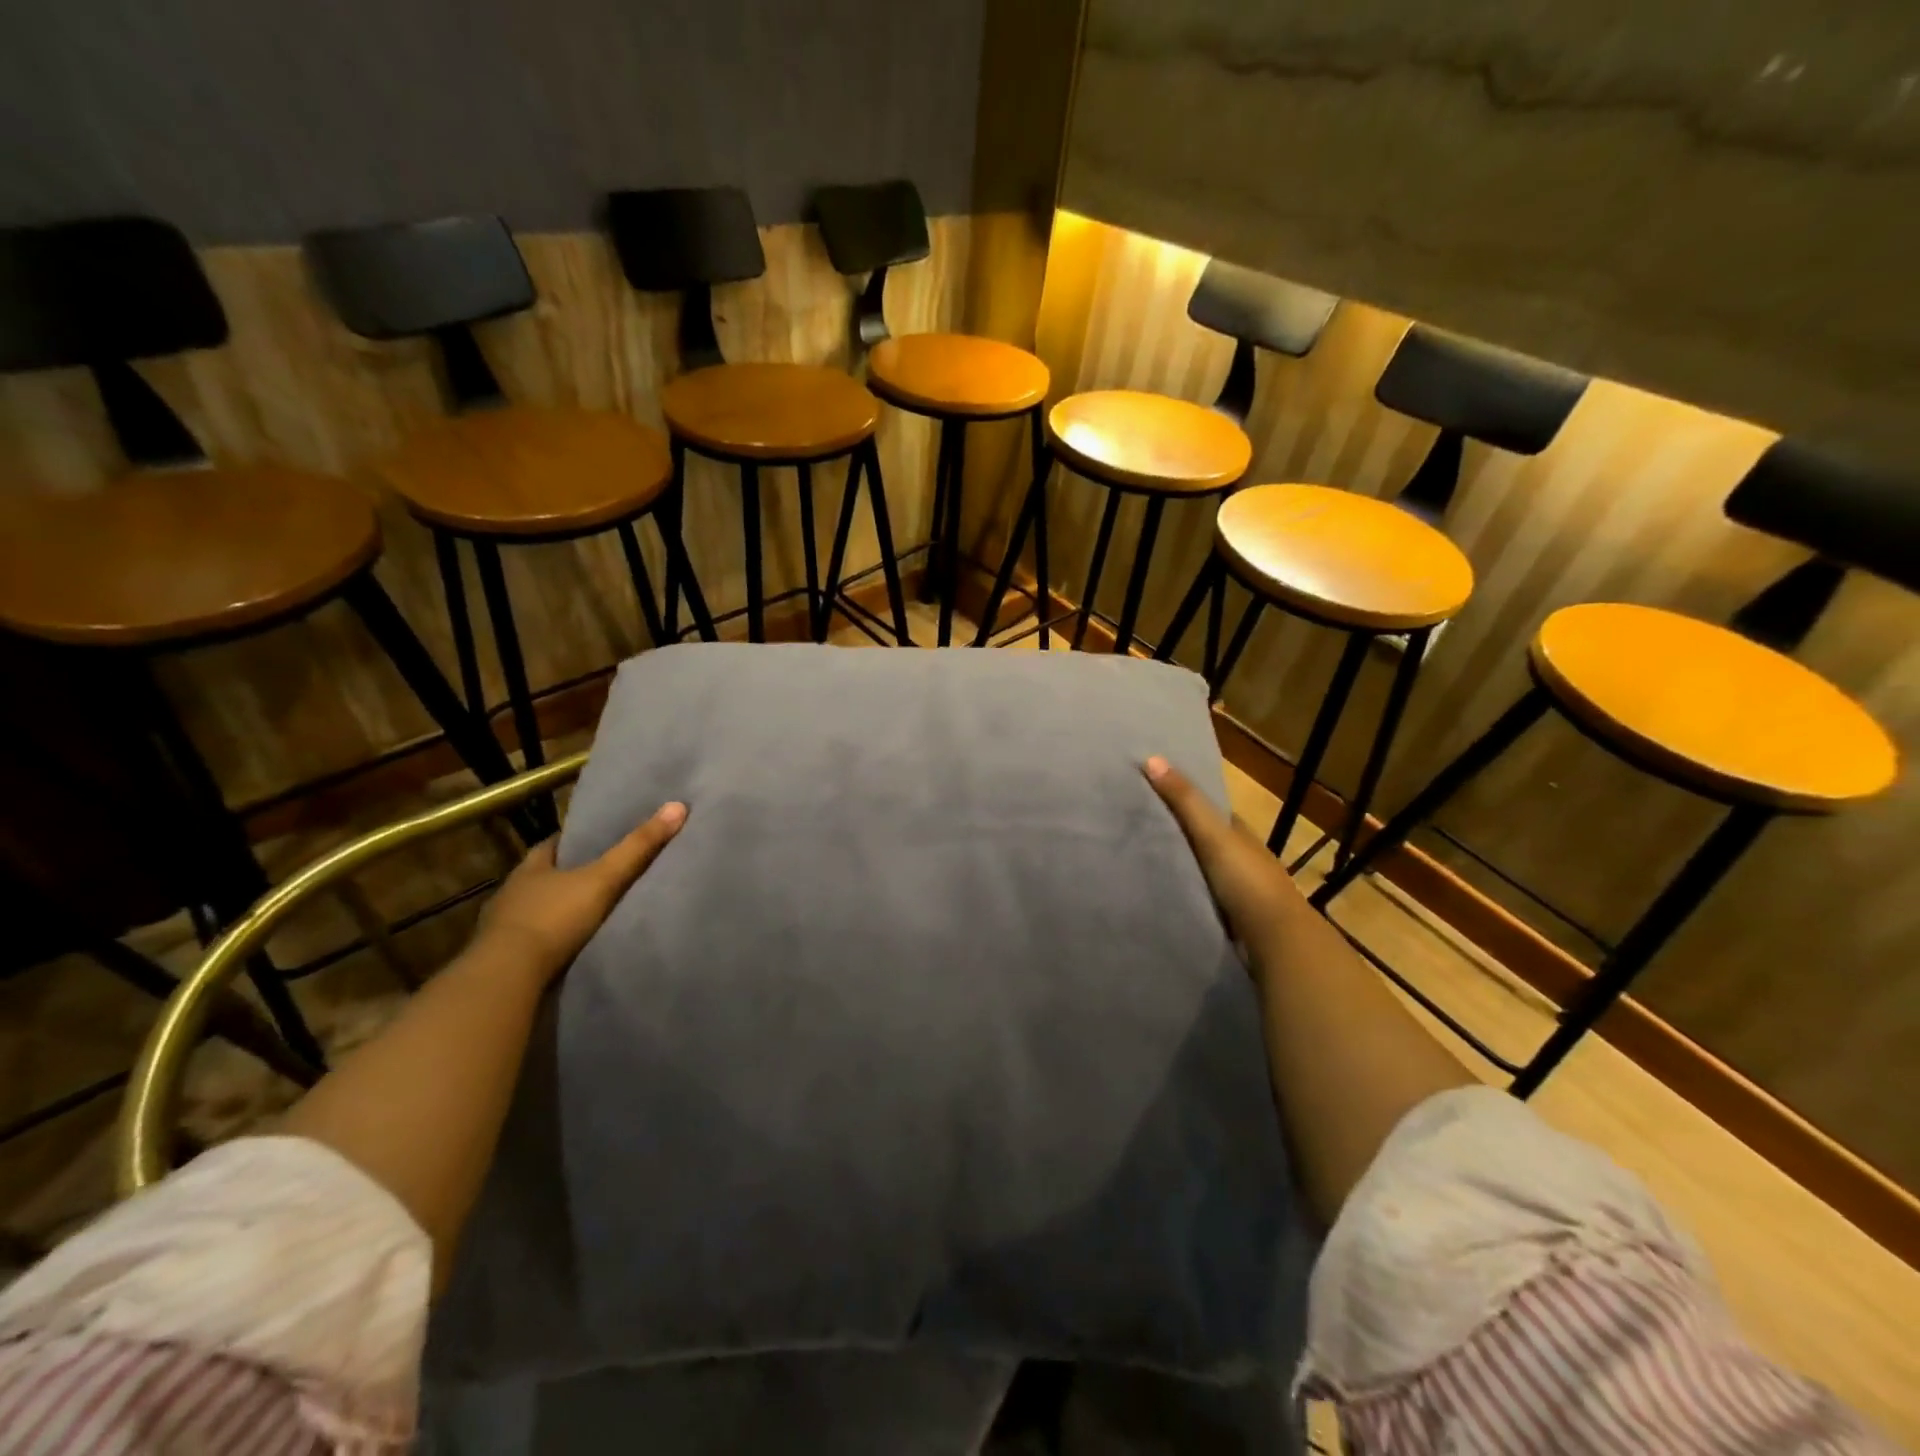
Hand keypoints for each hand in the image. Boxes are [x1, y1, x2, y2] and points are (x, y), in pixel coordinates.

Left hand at [472, 802, 687, 983]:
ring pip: (535, 911)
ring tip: (588, 914)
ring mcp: (502, 929)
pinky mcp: (503, 961)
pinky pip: (531, 944)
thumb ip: (638, 848)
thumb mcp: (603, 879)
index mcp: (530, 868)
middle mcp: (512, 893)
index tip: (596, 839)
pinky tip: (568, 947)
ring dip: (556, 912)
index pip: (552, 845)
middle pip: (543, 878)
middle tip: (599, 876)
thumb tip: (677, 806)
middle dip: (567, 877)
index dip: (574, 841)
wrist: (507, 978)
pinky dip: (549, 942)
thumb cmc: (553, 918)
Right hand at [1143, 756, 1304, 953]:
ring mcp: (1238, 890)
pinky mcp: (1231, 918)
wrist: (1276, 940)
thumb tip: (1152, 757)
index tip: (1149, 794)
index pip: (1211, 811)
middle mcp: (1242, 858)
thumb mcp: (1212, 834)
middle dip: (1177, 835)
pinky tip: (1160, 893)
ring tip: (1138, 861)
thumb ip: (1185, 800)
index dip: (1184, 801)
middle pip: (1205, 840)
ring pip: (1202, 870)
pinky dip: (1183, 892)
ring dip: (1180, 866)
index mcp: (1241, 834)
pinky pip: (1200, 897)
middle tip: (1135, 829)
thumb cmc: (1247, 880)